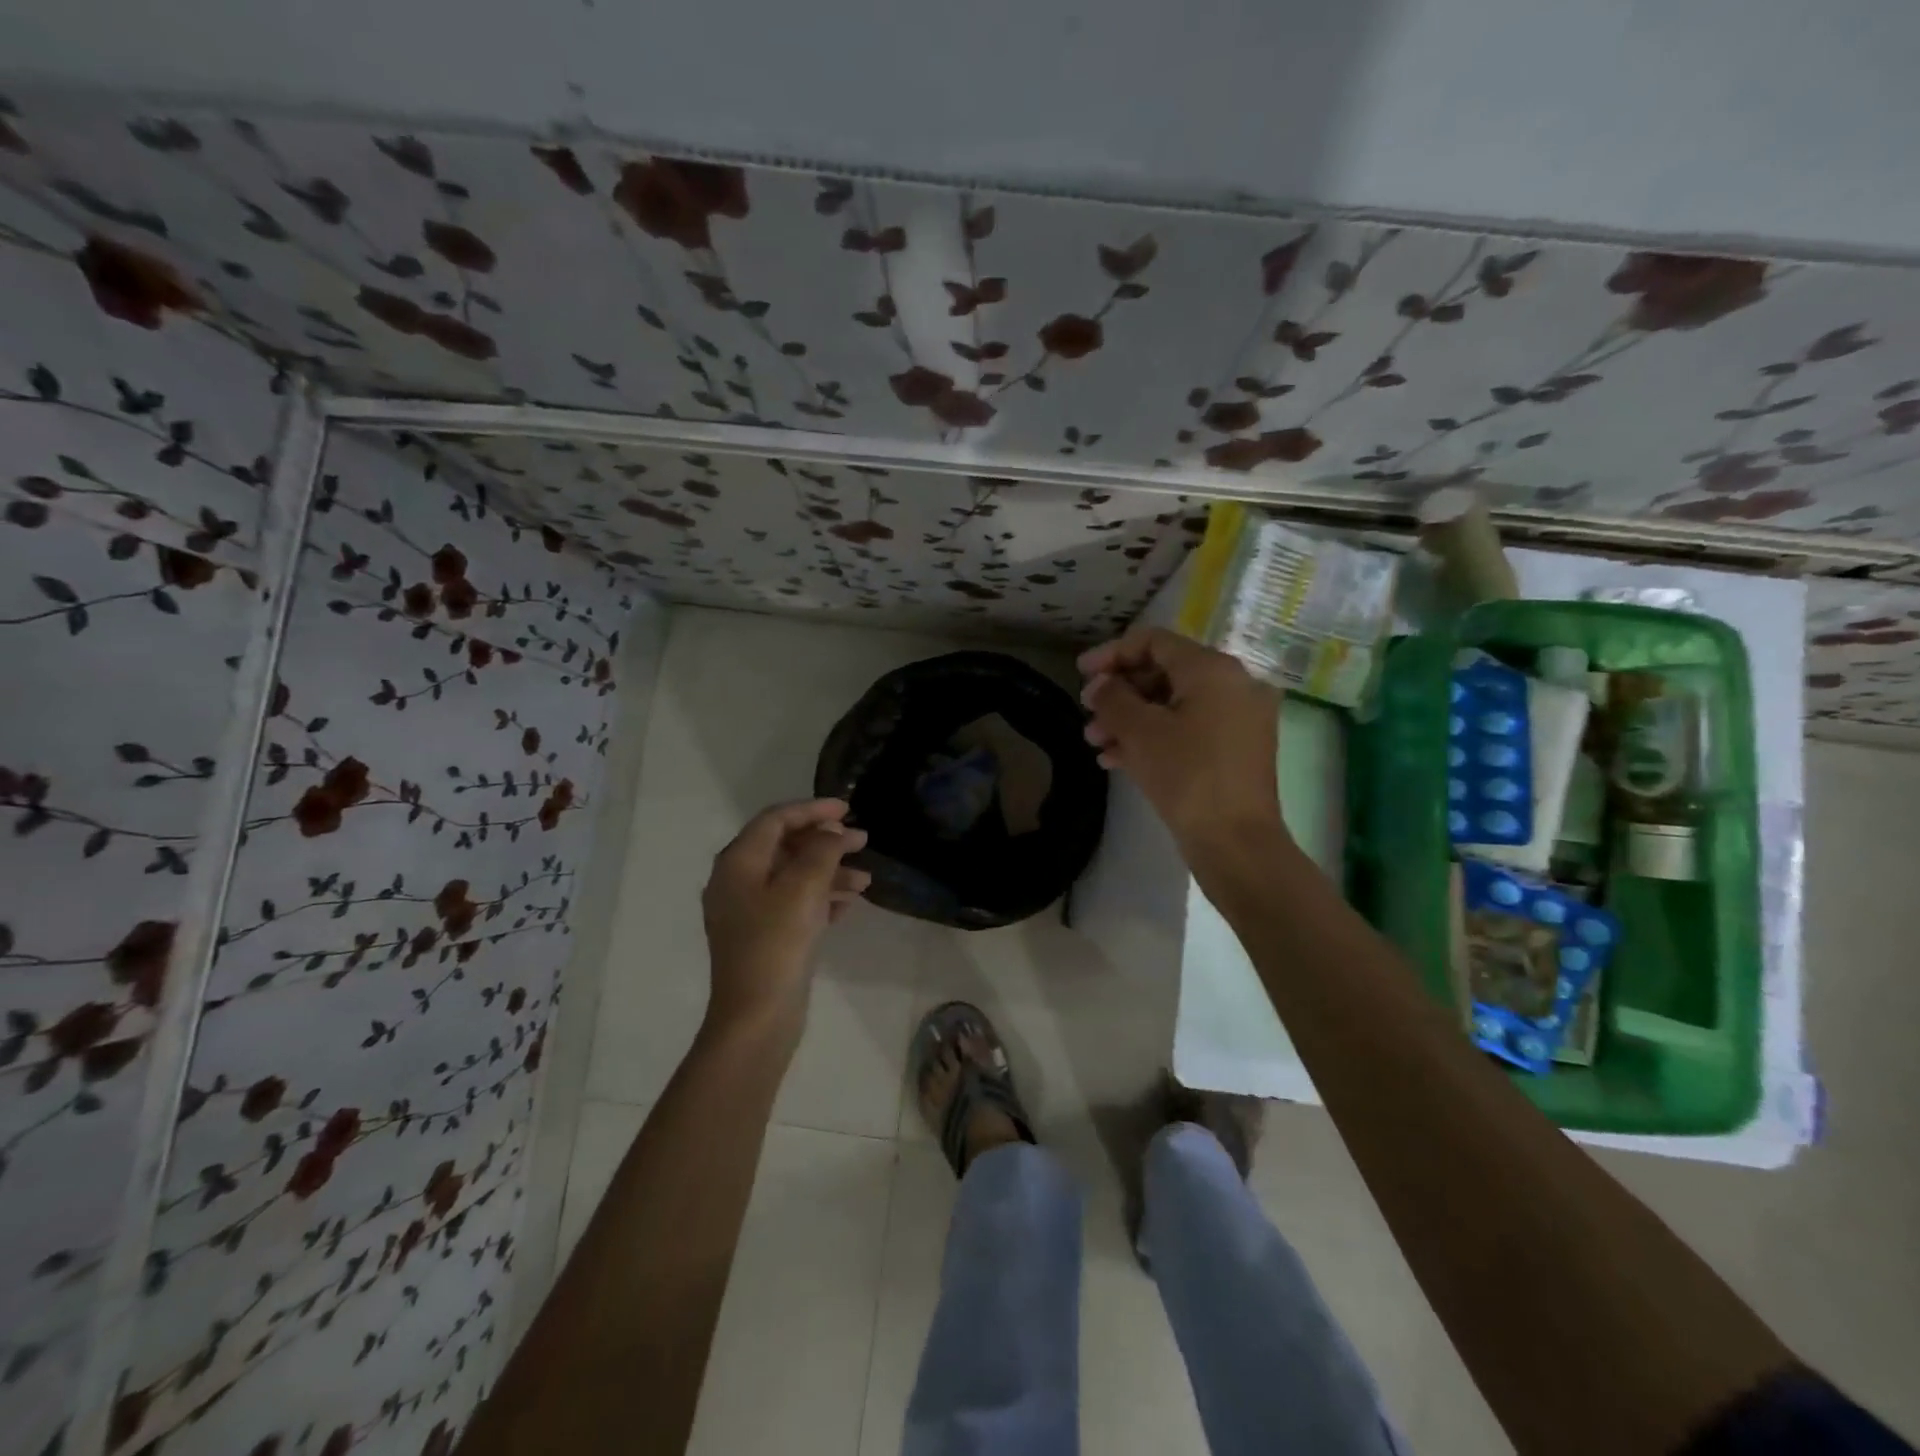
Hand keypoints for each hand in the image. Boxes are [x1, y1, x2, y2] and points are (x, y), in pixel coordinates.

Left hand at [701, 799, 870, 1041]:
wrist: (756, 1017)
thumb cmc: (777, 943)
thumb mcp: (804, 887)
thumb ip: (822, 850)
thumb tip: (833, 832)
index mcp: (738, 863)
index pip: (776, 820)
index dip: (812, 809)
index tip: (847, 809)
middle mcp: (737, 881)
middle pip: (785, 846)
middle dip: (826, 842)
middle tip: (863, 842)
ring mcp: (748, 911)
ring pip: (793, 876)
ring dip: (829, 872)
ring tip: (865, 881)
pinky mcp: (763, 936)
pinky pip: (794, 903)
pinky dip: (821, 897)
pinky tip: (848, 905)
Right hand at [1079, 628, 1289, 881]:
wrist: (1235, 842)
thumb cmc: (1187, 776)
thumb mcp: (1140, 732)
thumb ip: (1112, 698)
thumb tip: (1098, 686)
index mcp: (1213, 669)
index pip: (1154, 642)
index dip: (1112, 653)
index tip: (1080, 674)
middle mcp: (1233, 685)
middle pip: (1163, 672)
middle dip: (1119, 693)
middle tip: (1087, 713)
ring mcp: (1238, 718)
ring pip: (1173, 704)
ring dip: (1130, 718)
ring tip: (1094, 741)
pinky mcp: (1235, 749)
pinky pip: (1188, 728)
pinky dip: (1154, 737)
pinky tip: (1115, 759)